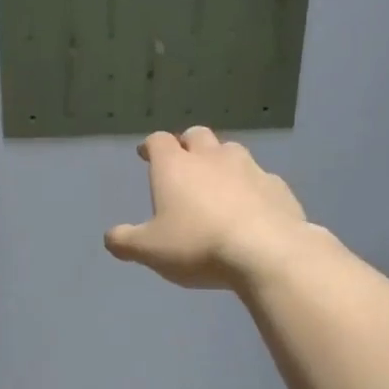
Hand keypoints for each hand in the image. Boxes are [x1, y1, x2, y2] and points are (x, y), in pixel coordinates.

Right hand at [104, 127, 311, 289]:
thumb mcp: (150, 250)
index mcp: (175, 167)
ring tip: (217, 181)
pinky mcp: (278, 187)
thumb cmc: (197, 245)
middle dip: (187, 144)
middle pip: (197, 135)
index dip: (150, 146)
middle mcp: (211, 157)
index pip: (158, 141)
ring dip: (220, 160)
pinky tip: (250, 206)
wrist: (267, 252)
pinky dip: (250, 186)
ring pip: (231, 151)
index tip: (145, 154)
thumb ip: (125, 241)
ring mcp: (249, 168)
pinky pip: (260, 178)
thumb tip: (110, 236)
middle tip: (183, 162)